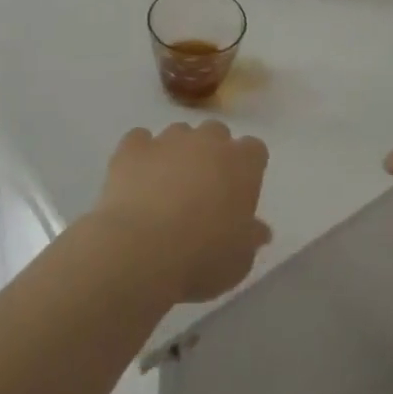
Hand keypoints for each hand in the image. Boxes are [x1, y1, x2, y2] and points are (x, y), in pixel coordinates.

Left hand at [92, 121, 270, 305]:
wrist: (142, 251)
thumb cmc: (202, 258)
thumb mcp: (239, 260)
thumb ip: (250, 238)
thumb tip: (259, 229)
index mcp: (242, 164)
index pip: (254, 150)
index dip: (247, 168)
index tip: (239, 193)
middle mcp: (207, 141)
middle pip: (216, 133)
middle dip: (212, 154)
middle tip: (203, 190)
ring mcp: (167, 140)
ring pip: (178, 133)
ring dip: (177, 153)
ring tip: (165, 188)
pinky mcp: (133, 147)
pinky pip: (139, 140)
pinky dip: (140, 155)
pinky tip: (136, 179)